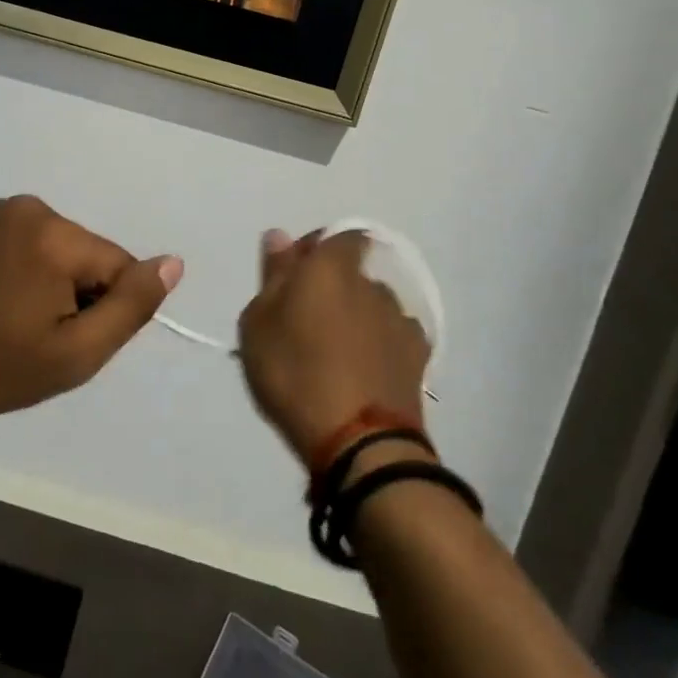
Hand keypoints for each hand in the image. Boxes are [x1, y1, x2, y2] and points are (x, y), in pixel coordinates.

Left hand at [0, 196, 182, 417]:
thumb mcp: (75, 353)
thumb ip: (131, 306)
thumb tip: (173, 263)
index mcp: (57, 235)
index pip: (118, 268)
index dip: (102, 309)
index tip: (65, 338)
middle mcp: (32, 207)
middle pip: (87, 255)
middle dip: (76, 293)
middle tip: (36, 334)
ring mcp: (1, 209)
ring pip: (60, 248)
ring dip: (51, 281)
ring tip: (13, 318)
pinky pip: (29, 241)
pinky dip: (26, 268)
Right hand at [238, 229, 429, 463]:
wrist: (360, 442)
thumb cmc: (295, 373)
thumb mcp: (258, 323)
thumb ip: (273, 274)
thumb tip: (280, 235)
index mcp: (330, 268)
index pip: (338, 236)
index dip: (319, 250)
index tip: (296, 278)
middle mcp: (371, 284)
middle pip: (353, 275)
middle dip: (334, 290)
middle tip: (306, 325)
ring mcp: (399, 321)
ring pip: (373, 307)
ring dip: (358, 319)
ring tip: (336, 356)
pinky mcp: (419, 358)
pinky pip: (393, 339)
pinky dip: (379, 347)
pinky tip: (364, 374)